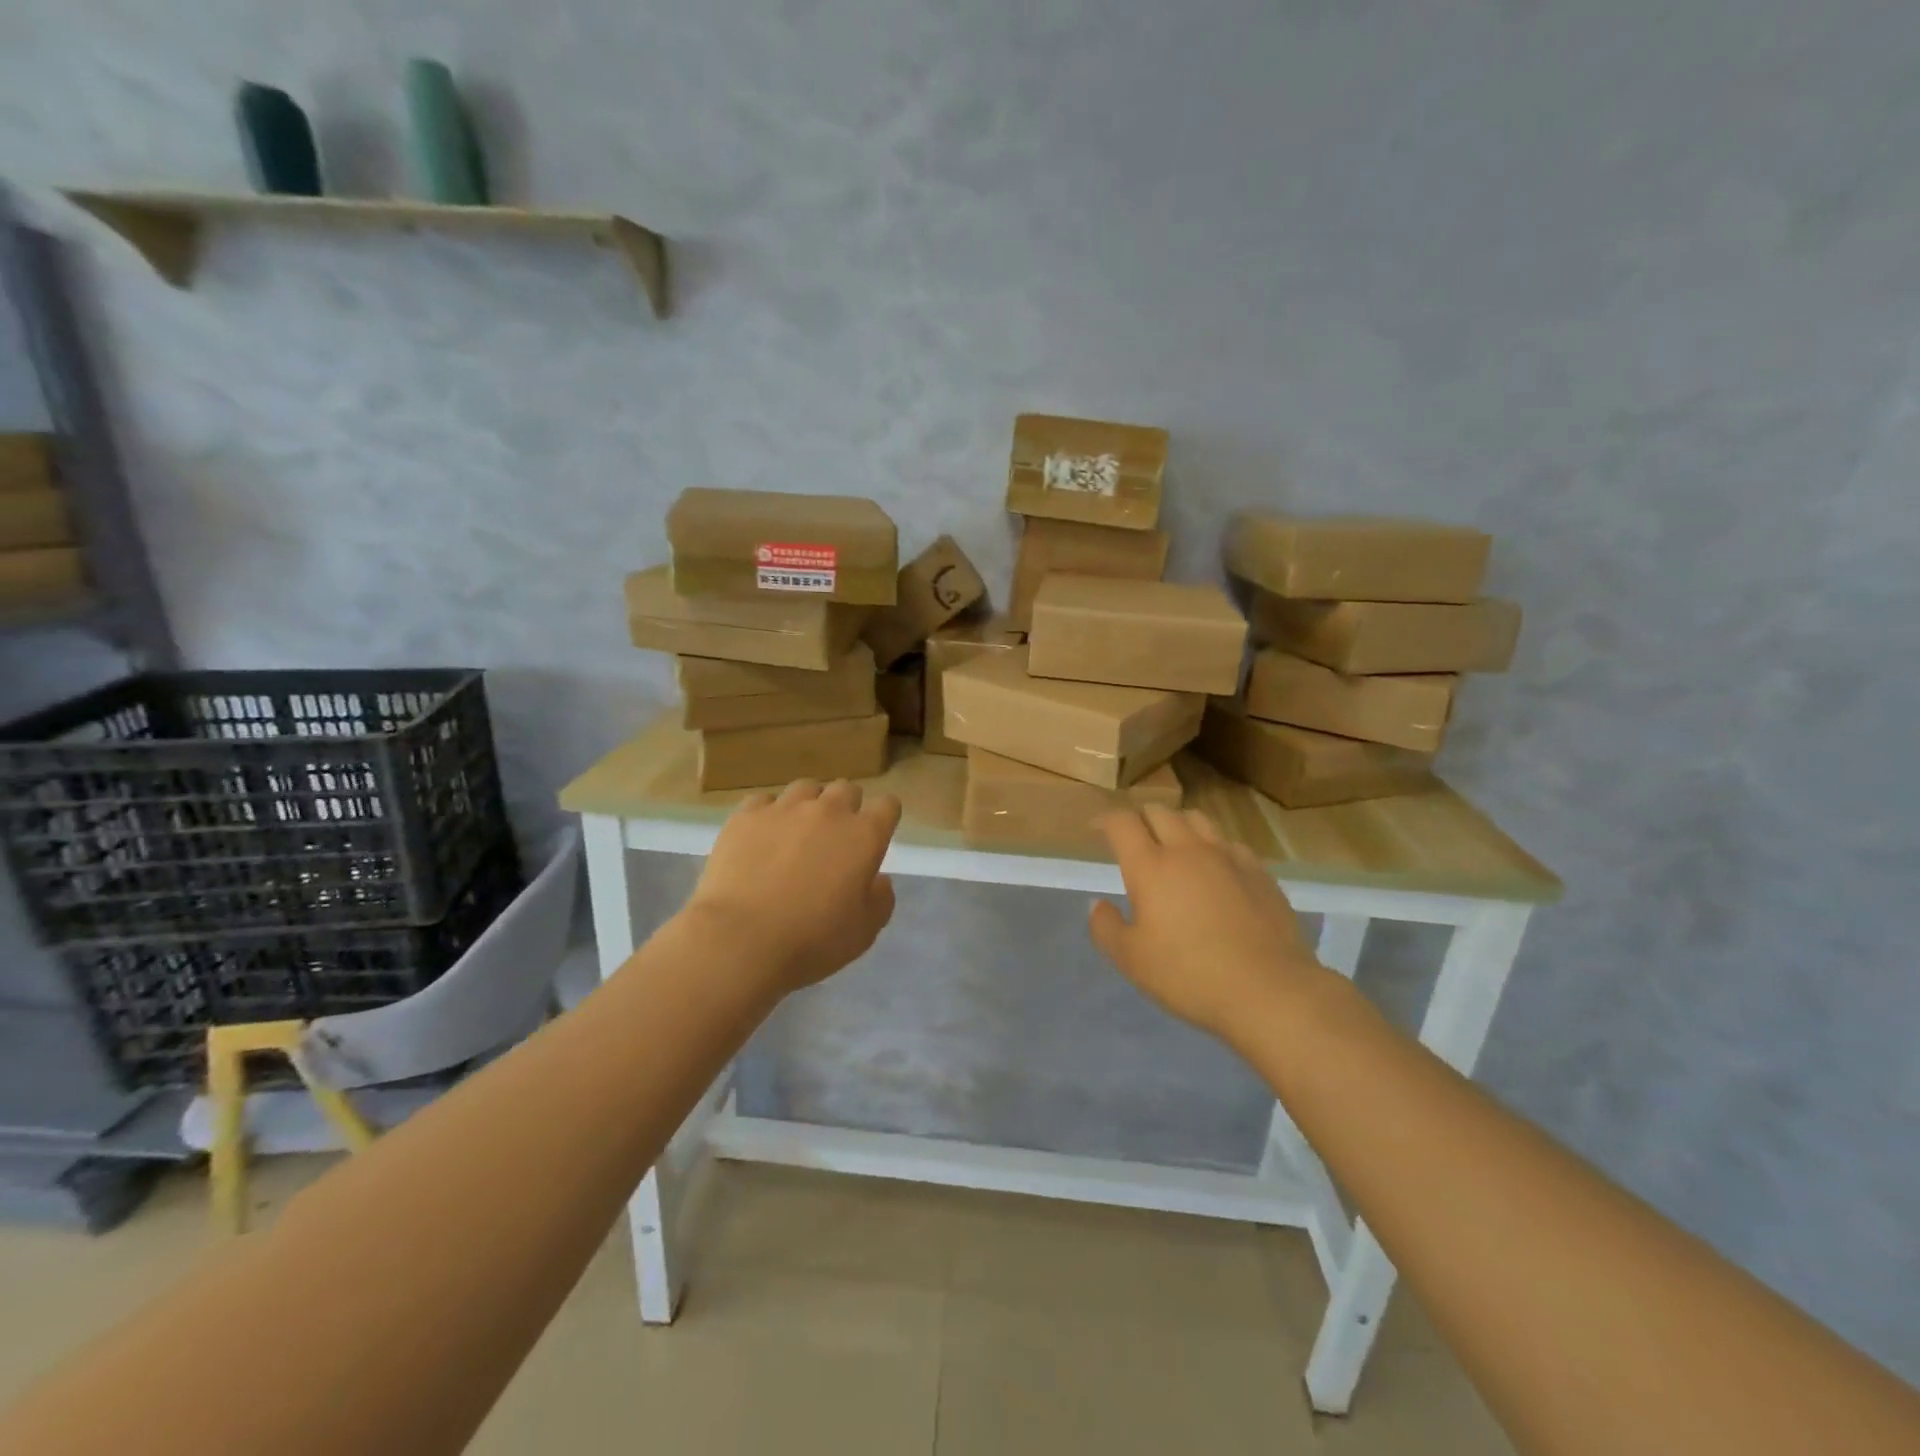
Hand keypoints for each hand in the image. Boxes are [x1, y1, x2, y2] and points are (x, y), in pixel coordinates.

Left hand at [681, 778, 901, 993]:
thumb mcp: (865, 931)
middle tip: (835, 838)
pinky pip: (764, 801)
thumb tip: (878, 879)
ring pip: (806, 788)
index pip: (888, 805)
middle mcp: (829, 811)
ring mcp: (784, 808)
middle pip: (846, 789)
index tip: (876, 835)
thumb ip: (880, 899)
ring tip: (797, 832)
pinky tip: (761, 838)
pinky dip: (768, 814)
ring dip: (809, 805)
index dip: (884, 818)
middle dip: (847, 807)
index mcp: (864, 835)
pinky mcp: (746, 816)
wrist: (741, 940)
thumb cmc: (812, 941)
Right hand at [1090, 806, 1329, 1041]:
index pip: (1122, 823)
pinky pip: (1229, 842)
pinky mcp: (1259, 872)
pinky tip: (1215, 869)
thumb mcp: (1131, 960)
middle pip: (1159, 812)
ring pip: (1197, 819)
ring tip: (1173, 844)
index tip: (1096, 829)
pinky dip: (1213, 846)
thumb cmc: (1189, 975)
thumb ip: (1106, 927)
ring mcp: (1228, 857)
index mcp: (1150, 866)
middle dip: (1140, 818)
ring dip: (1177, 824)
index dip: (1105, 819)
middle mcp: (1187, 850)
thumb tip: (1098, 904)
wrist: (1269, 990)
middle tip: (1133, 838)